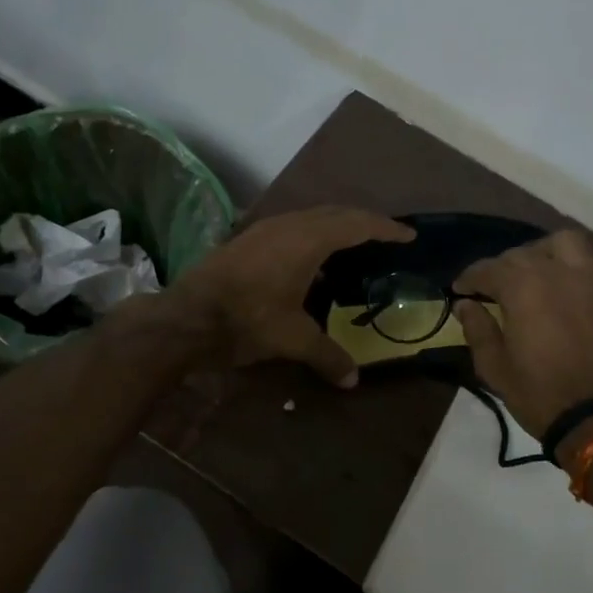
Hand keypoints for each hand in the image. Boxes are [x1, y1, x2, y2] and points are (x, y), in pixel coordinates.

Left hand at [169, 206, 413, 386]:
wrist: (185, 317)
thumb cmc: (247, 320)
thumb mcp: (293, 339)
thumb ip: (327, 355)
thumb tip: (353, 379)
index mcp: (308, 240)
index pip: (356, 224)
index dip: (385, 228)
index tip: (407, 234)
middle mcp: (288, 225)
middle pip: (335, 213)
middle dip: (363, 222)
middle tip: (385, 236)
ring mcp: (264, 229)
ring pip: (310, 217)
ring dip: (335, 226)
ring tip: (352, 247)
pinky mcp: (248, 240)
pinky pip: (292, 228)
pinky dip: (312, 236)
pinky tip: (311, 263)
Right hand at [454, 230, 592, 443]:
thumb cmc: (539, 394)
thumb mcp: (495, 367)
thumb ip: (478, 329)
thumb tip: (465, 305)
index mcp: (522, 287)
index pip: (488, 269)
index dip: (469, 278)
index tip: (460, 290)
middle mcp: (556, 271)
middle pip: (522, 253)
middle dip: (502, 267)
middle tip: (493, 288)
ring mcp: (590, 279)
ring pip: (563, 243)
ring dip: (543, 251)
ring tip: (534, 272)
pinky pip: (591, 261)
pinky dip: (572, 263)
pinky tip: (563, 284)